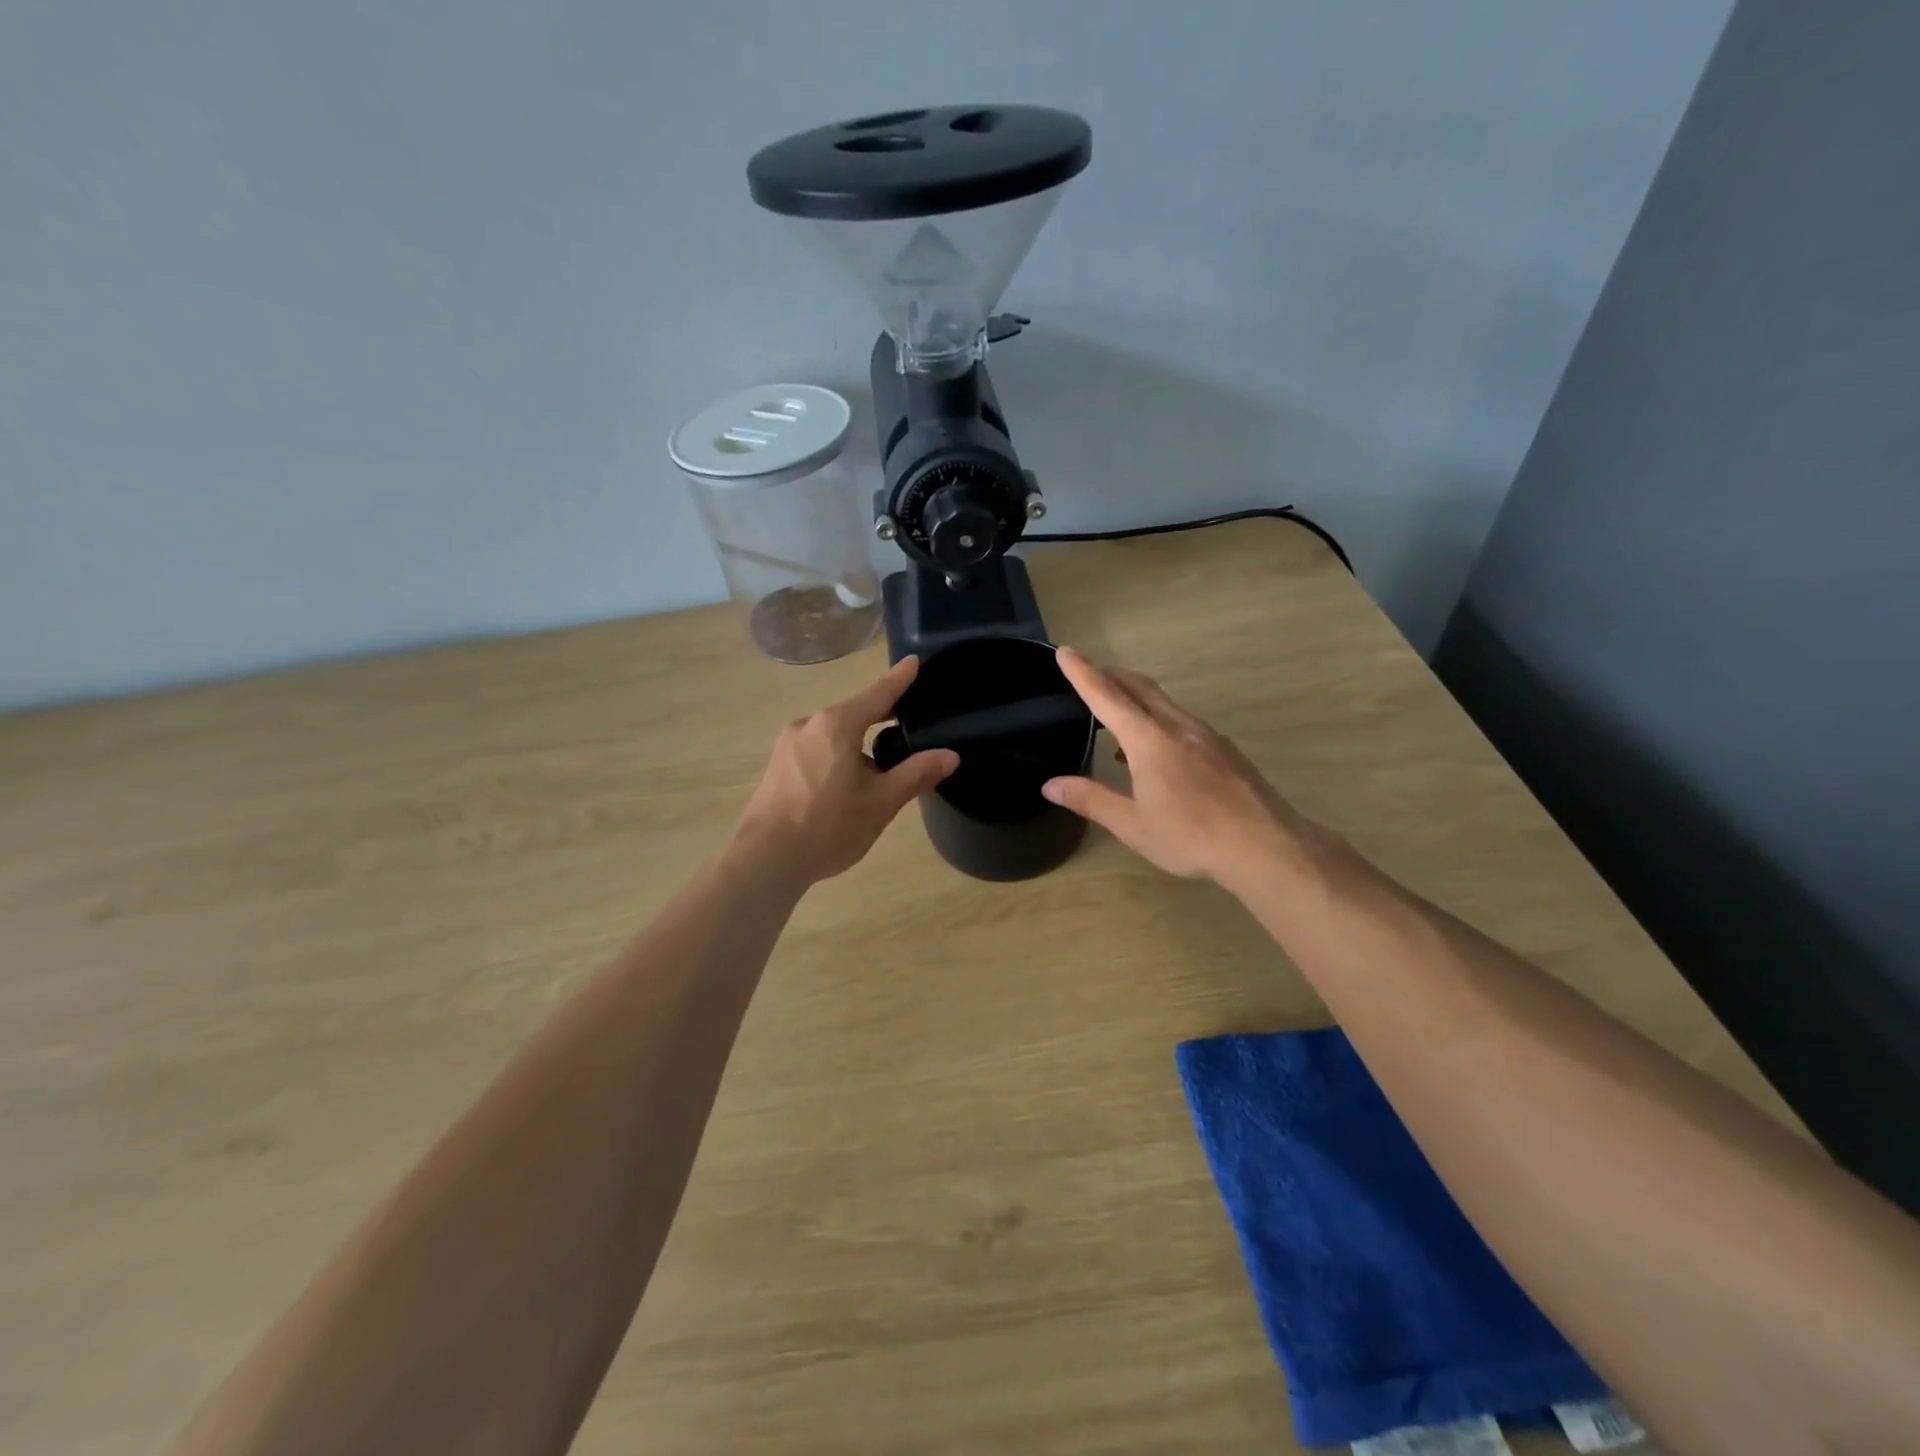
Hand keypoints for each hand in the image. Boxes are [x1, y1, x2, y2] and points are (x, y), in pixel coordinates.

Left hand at [734, 656, 958, 885]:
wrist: (765, 860)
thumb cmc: (828, 826)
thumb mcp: (881, 802)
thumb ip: (916, 774)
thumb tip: (949, 755)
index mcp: (836, 724)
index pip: (878, 693)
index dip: (900, 679)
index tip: (914, 661)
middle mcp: (809, 725)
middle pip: (854, 712)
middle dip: (881, 715)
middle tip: (911, 719)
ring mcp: (788, 745)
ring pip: (834, 734)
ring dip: (859, 741)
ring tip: (883, 765)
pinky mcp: (777, 766)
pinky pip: (817, 749)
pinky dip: (839, 755)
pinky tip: (849, 782)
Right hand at [1042, 647, 1314, 889]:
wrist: (1266, 846)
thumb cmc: (1191, 836)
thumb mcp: (1132, 825)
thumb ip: (1091, 799)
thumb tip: (1050, 785)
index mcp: (1149, 740)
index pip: (1107, 697)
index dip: (1083, 673)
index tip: (1066, 651)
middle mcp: (1178, 727)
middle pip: (1140, 688)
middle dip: (1112, 676)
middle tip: (1089, 674)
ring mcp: (1207, 736)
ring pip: (1164, 704)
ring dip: (1136, 699)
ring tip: (1117, 717)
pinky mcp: (1226, 750)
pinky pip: (1183, 722)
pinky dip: (1159, 721)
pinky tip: (1158, 753)